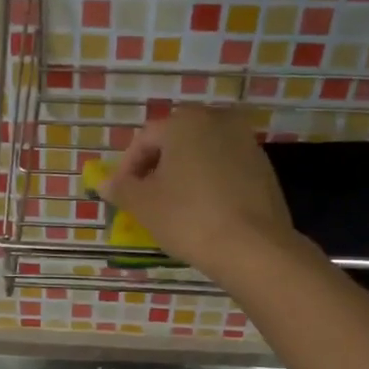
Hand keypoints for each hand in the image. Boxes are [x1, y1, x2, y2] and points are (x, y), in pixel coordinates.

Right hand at [96, 108, 294, 277]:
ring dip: (183, 175)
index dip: (126, 168)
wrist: (252, 247)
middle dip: (156, 168)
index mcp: (185, 122)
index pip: (144, 139)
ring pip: (202, 155)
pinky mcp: (264, 168)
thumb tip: (104, 182)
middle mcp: (218, 121)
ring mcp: (246, 142)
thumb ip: (121, 188)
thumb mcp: (144, 205)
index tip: (120, 195)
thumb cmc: (188, 218)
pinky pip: (224, 170)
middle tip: (145, 199)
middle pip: (175, 142)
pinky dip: (208, 184)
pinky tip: (202, 212)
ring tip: (172, 208)